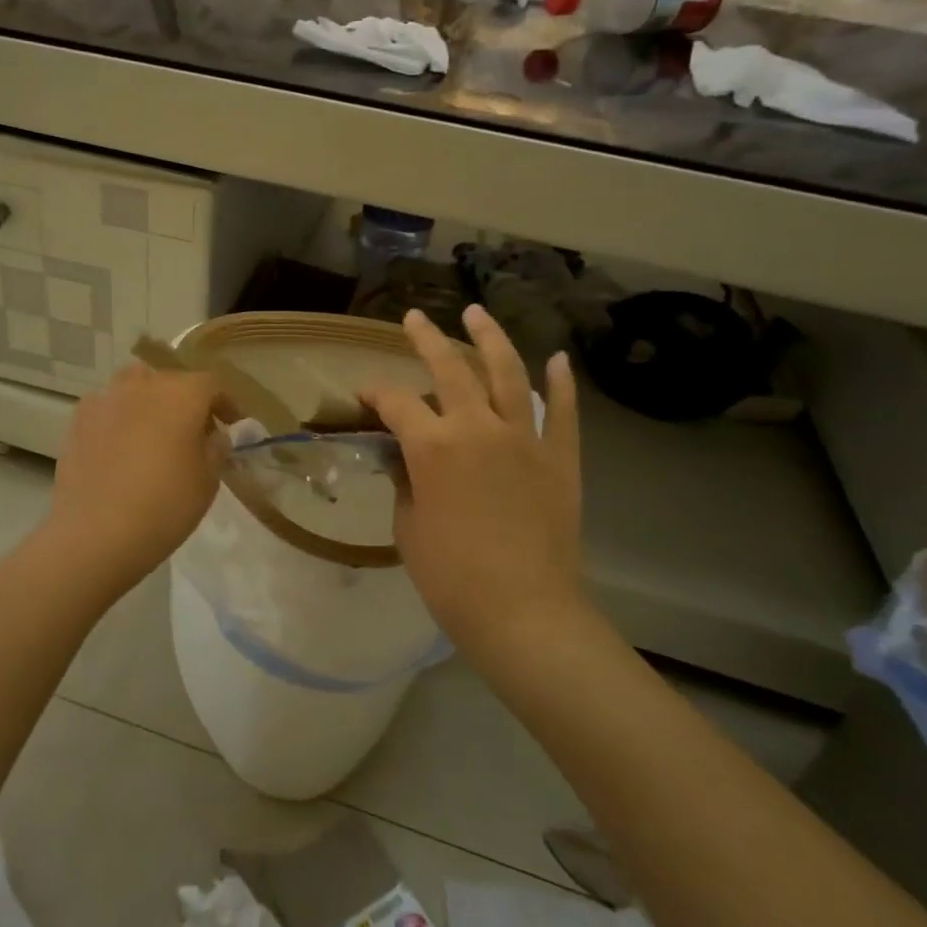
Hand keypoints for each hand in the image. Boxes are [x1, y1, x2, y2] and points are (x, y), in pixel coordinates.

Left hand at [41, 360, 223, 593]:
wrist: (95, 533)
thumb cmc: (164, 506)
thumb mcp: (208, 481)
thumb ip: (216, 449)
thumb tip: (215, 435)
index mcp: (182, 394)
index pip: (212, 384)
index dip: (226, 403)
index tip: (233, 425)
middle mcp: (143, 385)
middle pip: (172, 381)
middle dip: (187, 401)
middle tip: (195, 432)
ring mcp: (106, 399)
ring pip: (134, 385)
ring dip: (150, 401)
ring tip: (154, 432)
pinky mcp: (78, 420)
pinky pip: (107, 406)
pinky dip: (119, 416)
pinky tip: (120, 445)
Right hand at [361, 306, 585, 654]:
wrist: (524, 613)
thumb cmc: (451, 577)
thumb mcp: (409, 527)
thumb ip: (405, 482)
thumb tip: (406, 458)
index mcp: (433, 446)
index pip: (396, 403)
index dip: (375, 395)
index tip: (364, 397)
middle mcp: (477, 427)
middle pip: (450, 368)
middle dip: (427, 339)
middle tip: (414, 318)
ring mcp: (525, 438)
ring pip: (507, 372)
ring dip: (490, 338)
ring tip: (477, 313)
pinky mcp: (559, 457)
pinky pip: (562, 411)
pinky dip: (560, 383)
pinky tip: (557, 358)